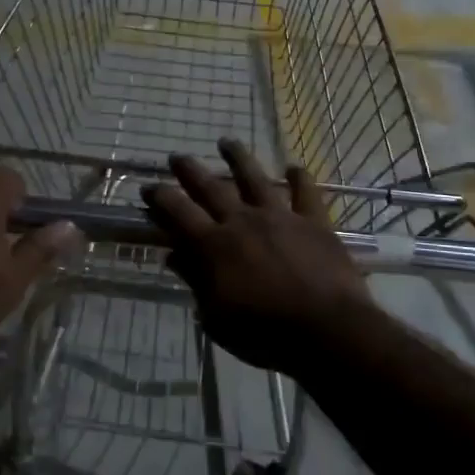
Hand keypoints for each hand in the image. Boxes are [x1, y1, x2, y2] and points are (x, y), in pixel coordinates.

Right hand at [143, 139, 372, 370]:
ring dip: (238, 158)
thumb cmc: (264, 333)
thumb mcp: (216, 317)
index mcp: (214, 246)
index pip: (178, 213)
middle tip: (177, 156)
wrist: (326, 330)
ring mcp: (280, 217)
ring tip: (226, 141)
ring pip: (255, 178)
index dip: (161, 197)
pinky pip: (306, 193)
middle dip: (190, 170)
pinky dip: (299, 178)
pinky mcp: (314, 222)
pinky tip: (294, 167)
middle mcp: (243, 221)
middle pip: (211, 188)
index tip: (149, 185)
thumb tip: (173, 255)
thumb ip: (196, 281)